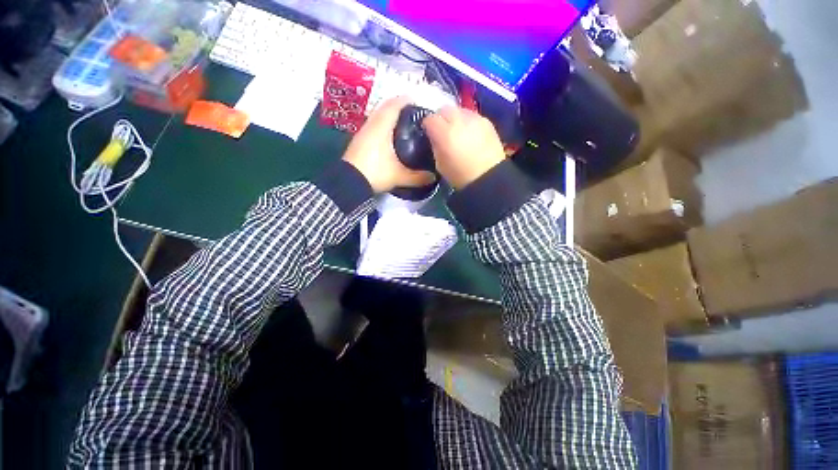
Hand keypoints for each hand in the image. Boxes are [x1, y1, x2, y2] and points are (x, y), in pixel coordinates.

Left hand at [342, 97, 435, 192]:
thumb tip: (433, 177)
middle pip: (386, 108)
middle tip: (414, 114)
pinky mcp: (359, 140)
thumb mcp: (399, 176)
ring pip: (378, 116)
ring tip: (404, 124)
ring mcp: (363, 132)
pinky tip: (390, 137)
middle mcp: (371, 124)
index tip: (418, 101)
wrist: (349, 182)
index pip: (395, 104)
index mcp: (382, 126)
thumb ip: (418, 177)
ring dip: (390, 116)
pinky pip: (374, 125)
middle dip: (400, 107)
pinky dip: (383, 125)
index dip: (407, 100)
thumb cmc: (375, 173)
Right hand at [422, 106, 505, 189]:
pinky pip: (472, 116)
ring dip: (455, 119)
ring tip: (458, 132)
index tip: (429, 133)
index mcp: (444, 133)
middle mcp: (459, 120)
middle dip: (441, 118)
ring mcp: (475, 118)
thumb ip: (435, 146)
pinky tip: (470, 134)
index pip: (429, 119)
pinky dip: (468, 122)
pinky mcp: (487, 121)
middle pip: (444, 110)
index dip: (427, 126)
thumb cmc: (460, 175)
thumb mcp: (440, 164)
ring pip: (459, 110)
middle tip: (443, 131)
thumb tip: (434, 137)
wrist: (489, 177)